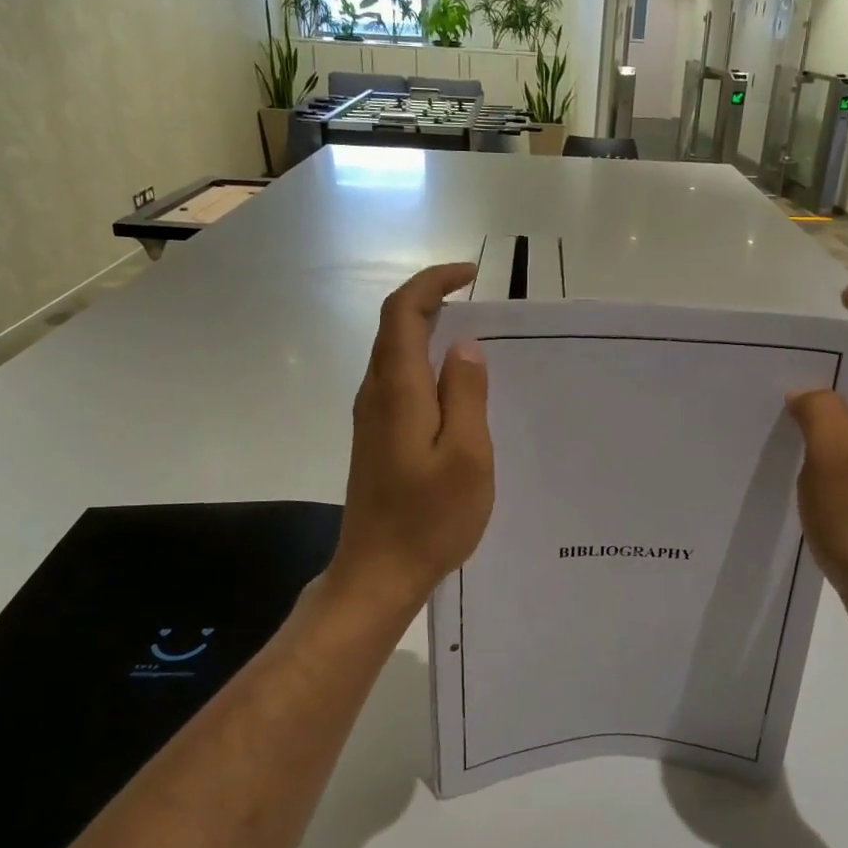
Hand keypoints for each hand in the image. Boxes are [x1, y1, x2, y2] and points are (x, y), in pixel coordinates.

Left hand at [330, 264, 493, 613]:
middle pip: (394, 327)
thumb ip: (466, 394)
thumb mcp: (466, 455)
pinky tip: (453, 388)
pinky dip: (423, 364)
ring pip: (394, 355)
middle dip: (431, 301)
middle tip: (477, 302)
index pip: (403, 312)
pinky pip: (397, 382)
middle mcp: (376, 394)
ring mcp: (371, 418)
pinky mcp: (375, 439)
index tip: (471, 275)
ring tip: (472, 338)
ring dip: (427, 333)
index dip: (432, 283)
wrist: (378, 573)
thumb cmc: (429, 518)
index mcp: (398, 390)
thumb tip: (464, 347)